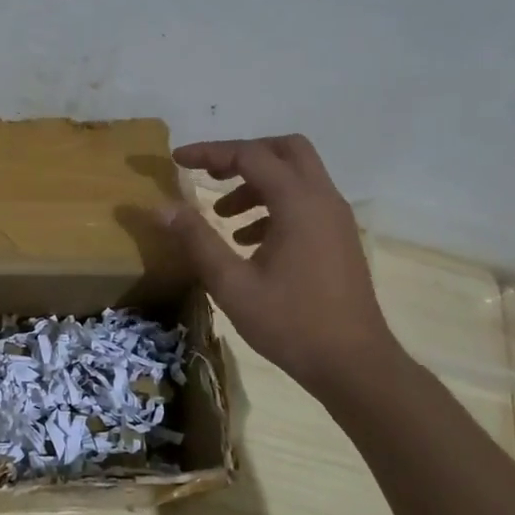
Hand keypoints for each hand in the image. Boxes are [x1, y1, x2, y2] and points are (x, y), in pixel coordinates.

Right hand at [161, 135, 404, 400]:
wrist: (353, 364)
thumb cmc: (290, 323)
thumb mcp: (232, 284)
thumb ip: (196, 240)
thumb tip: (161, 207)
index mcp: (298, 203)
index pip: (250, 155)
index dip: (210, 152)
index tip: (176, 160)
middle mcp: (323, 200)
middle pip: (285, 150)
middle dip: (243, 155)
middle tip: (209, 175)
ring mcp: (336, 219)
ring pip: (297, 175)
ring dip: (257, 182)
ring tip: (222, 214)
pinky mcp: (338, 238)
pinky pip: (305, 201)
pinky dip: (274, 205)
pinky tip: (248, 240)